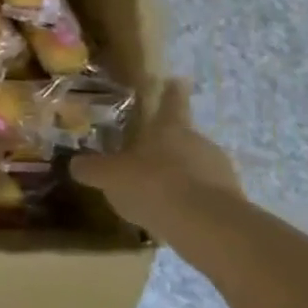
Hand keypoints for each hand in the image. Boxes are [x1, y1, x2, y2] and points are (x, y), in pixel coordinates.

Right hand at [72, 79, 239, 222]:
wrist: (206, 227)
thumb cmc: (152, 185)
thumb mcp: (107, 176)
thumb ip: (90, 168)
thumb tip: (76, 164)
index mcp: (169, 128)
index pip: (171, 102)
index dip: (171, 91)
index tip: (176, 80)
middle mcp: (198, 143)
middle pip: (182, 137)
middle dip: (166, 144)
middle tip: (146, 153)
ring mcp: (220, 171)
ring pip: (194, 166)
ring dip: (177, 174)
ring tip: (155, 191)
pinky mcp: (231, 202)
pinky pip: (203, 194)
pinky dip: (187, 200)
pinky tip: (170, 214)